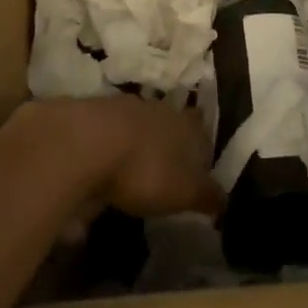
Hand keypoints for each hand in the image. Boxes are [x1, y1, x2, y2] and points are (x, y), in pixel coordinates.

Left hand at [18, 95, 224, 217]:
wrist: (83, 144)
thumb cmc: (145, 169)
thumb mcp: (185, 192)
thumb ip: (207, 195)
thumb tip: (224, 199)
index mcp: (182, 123)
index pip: (199, 125)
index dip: (200, 141)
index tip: (199, 158)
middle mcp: (152, 108)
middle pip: (165, 121)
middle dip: (166, 140)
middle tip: (166, 164)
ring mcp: (116, 108)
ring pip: (133, 123)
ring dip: (134, 141)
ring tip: (132, 167)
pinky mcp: (85, 116)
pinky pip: (103, 133)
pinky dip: (105, 148)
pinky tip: (101, 166)